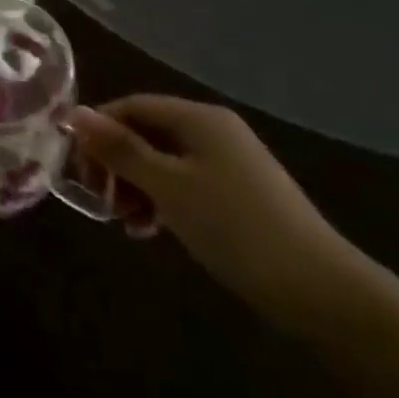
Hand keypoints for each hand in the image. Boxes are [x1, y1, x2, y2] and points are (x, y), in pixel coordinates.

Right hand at [67, 96, 361, 327]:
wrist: (323, 292)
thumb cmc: (235, 227)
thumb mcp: (168, 186)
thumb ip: (120, 149)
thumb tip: (75, 114)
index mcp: (198, 117)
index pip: (131, 106)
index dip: (98, 130)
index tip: (78, 169)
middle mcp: (213, 131)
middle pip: (146, 132)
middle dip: (117, 164)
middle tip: (101, 200)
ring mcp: (229, 163)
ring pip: (163, 161)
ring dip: (136, 186)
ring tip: (126, 223)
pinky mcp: (239, 194)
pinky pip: (184, 183)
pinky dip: (161, 200)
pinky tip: (152, 230)